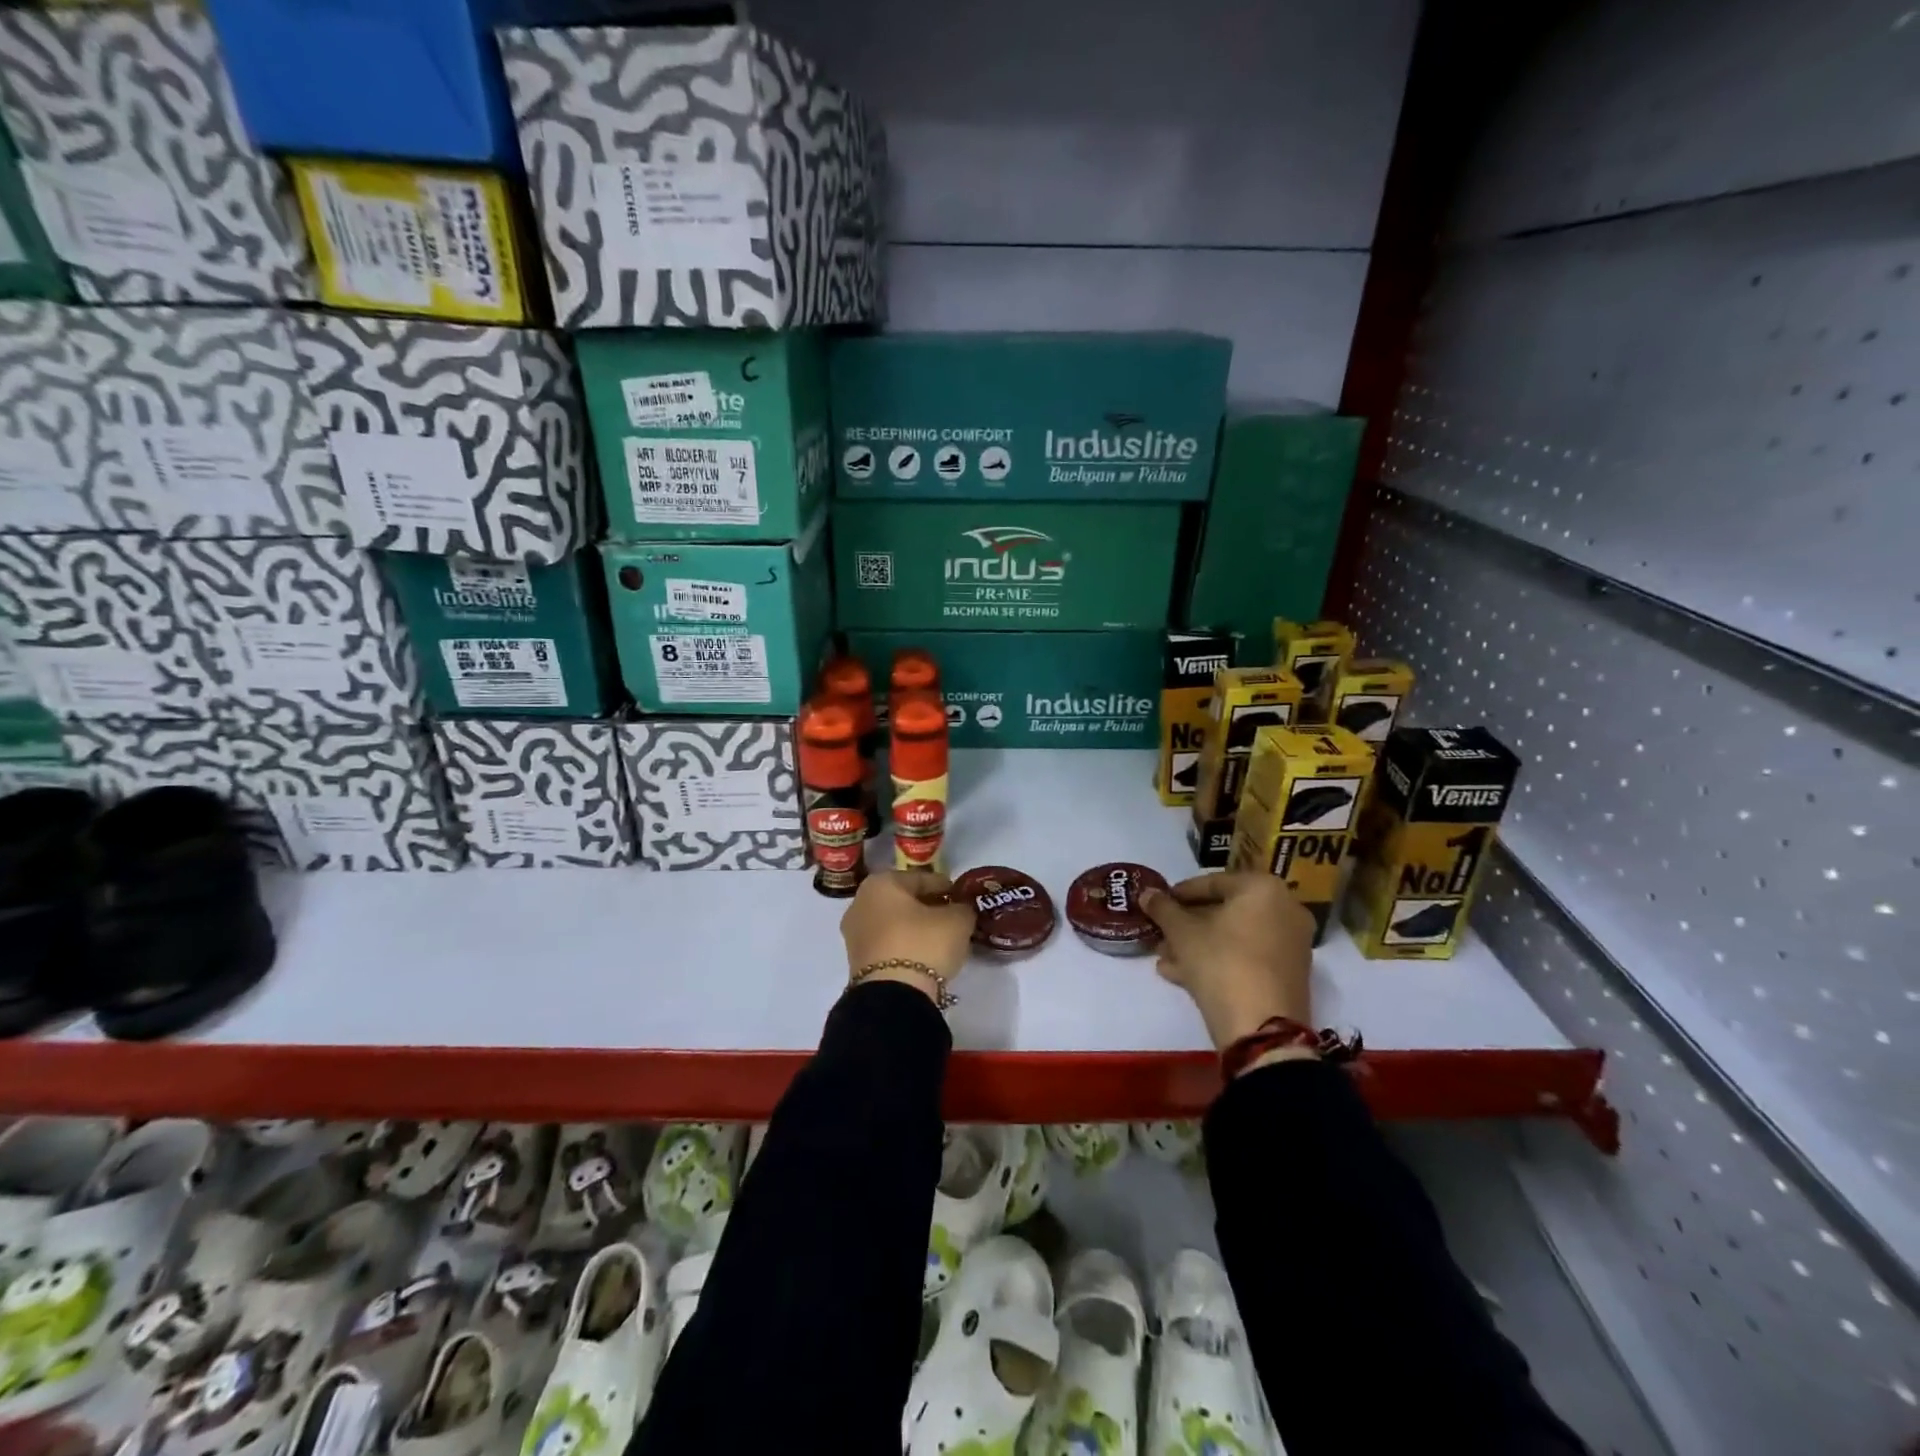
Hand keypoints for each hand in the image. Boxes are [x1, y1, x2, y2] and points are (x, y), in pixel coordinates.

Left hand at [841, 871, 976, 1000]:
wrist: (892, 997)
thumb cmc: (923, 944)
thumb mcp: (957, 920)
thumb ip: (962, 908)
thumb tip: (960, 910)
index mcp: (881, 883)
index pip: (921, 878)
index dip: (944, 886)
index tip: (960, 896)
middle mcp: (861, 902)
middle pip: (903, 900)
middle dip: (927, 906)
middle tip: (951, 916)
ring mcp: (855, 934)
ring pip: (893, 923)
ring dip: (915, 928)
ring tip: (940, 938)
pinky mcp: (856, 962)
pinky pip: (887, 945)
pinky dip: (904, 946)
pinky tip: (924, 955)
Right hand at [1141, 872, 1315, 1050]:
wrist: (1262, 1029)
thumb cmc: (1221, 963)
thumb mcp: (1182, 932)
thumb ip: (1163, 908)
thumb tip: (1147, 894)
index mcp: (1263, 889)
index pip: (1213, 882)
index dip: (1179, 893)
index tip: (1157, 904)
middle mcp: (1285, 910)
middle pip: (1225, 911)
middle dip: (1187, 923)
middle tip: (1160, 932)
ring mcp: (1291, 944)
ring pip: (1234, 937)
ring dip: (1197, 944)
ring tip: (1165, 957)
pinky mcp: (1288, 975)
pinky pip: (1247, 957)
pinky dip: (1218, 960)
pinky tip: (1181, 974)